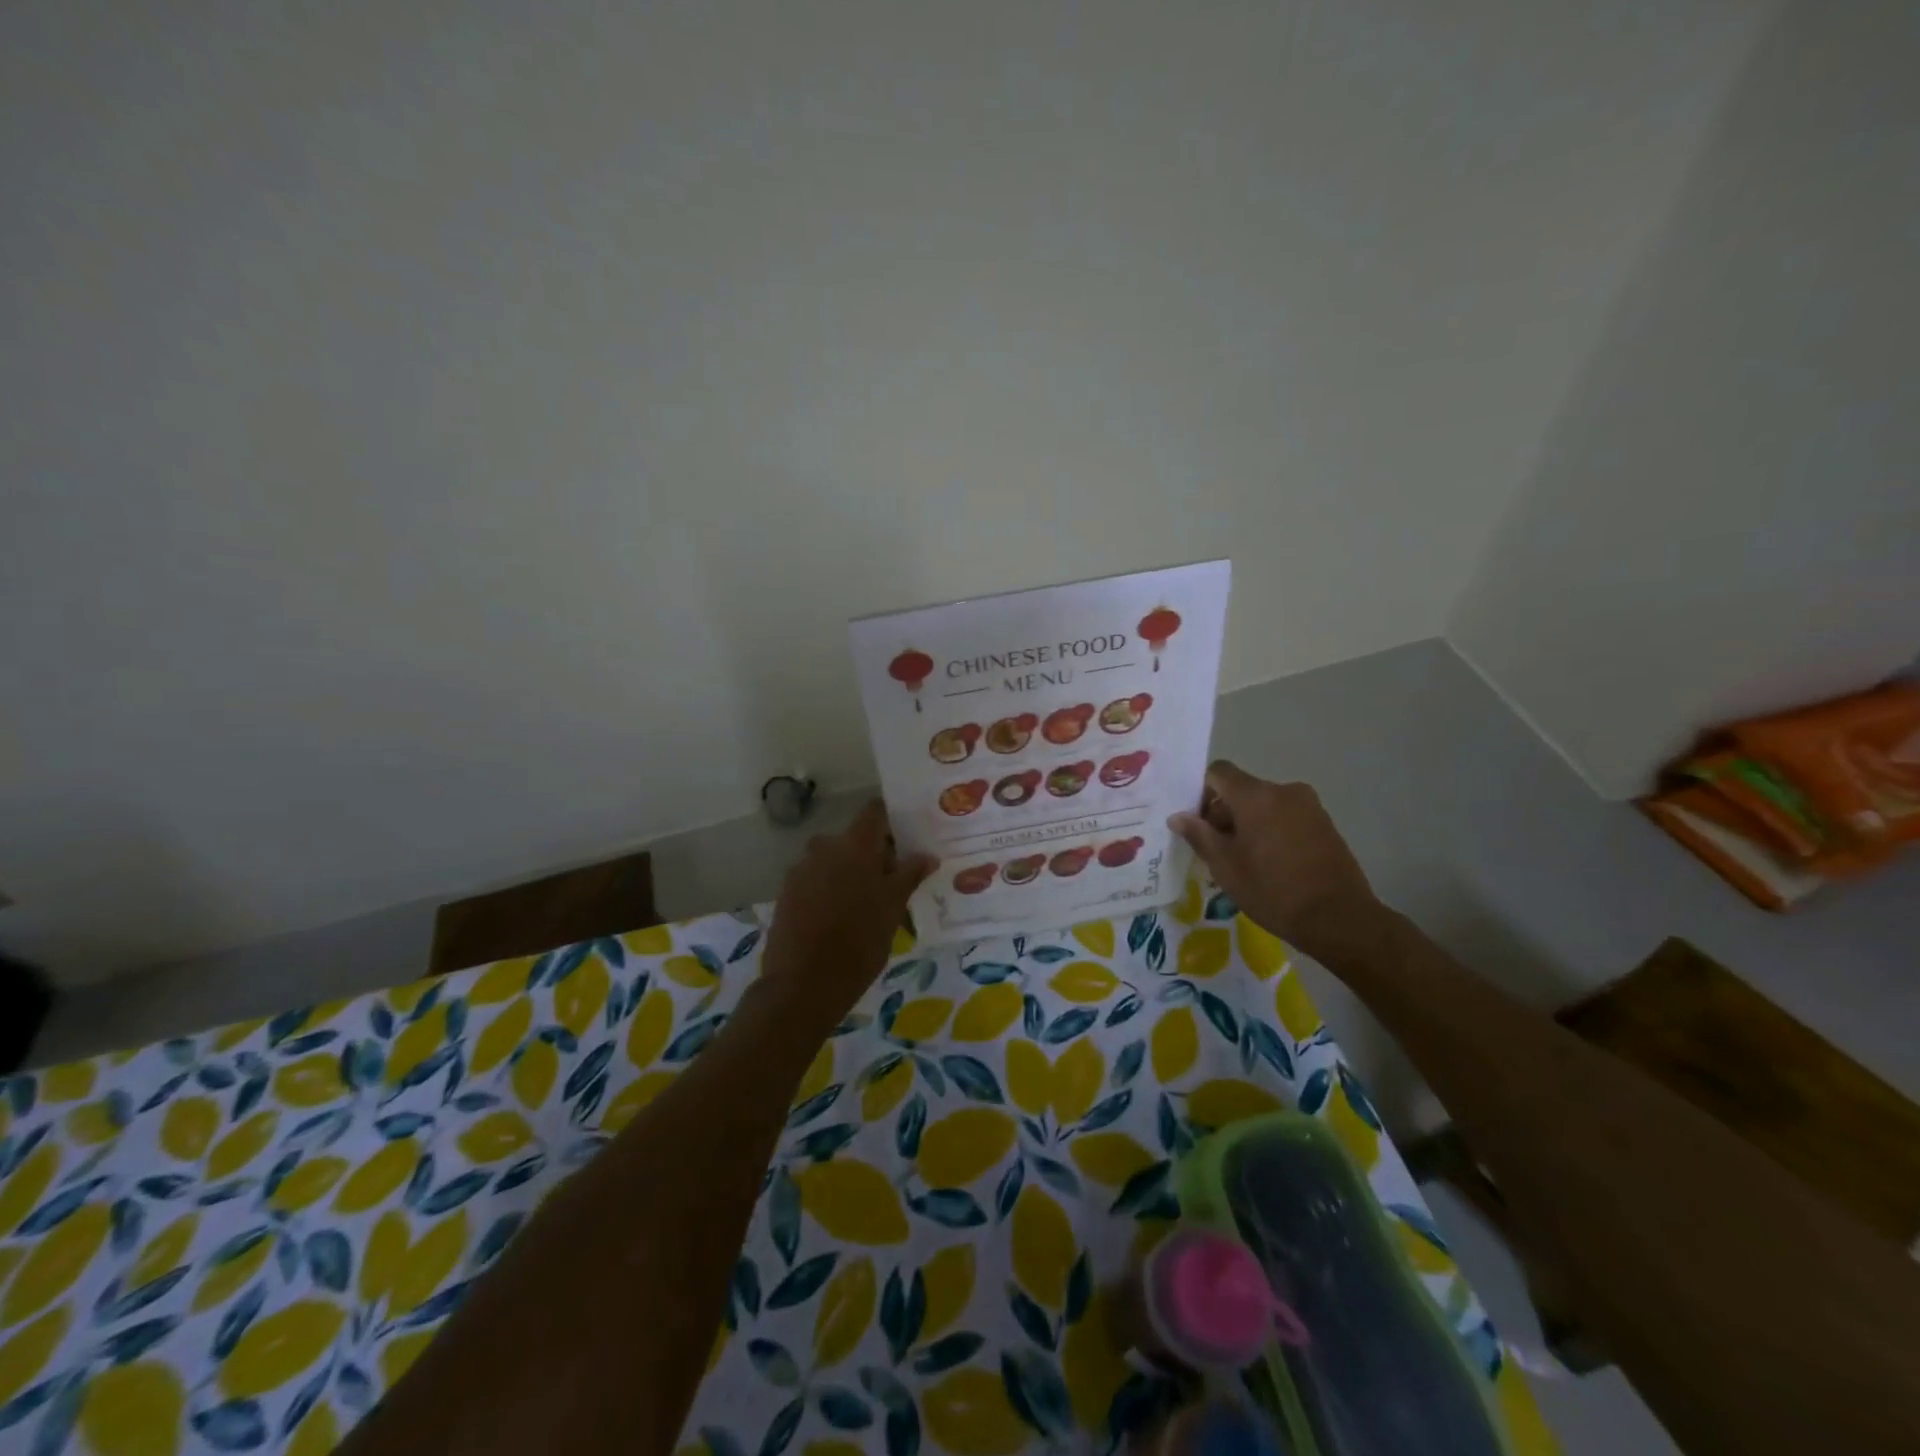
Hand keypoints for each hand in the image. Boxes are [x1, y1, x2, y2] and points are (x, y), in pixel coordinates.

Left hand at [758, 801, 936, 1033]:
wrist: (802, 984)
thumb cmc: (859, 941)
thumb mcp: (893, 908)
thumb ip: (909, 875)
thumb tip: (927, 855)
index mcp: (854, 844)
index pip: (875, 811)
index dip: (892, 819)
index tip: (908, 836)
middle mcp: (824, 846)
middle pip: (855, 838)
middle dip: (875, 854)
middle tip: (895, 881)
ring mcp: (801, 869)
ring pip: (835, 860)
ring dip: (852, 873)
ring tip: (870, 904)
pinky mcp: (787, 892)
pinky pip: (817, 880)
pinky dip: (832, 889)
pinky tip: (843, 917)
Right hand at [1170, 762, 1382, 964]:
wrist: (1339, 918)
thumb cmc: (1272, 890)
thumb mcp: (1225, 866)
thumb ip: (1199, 835)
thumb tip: (1178, 816)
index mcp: (1256, 796)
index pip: (1219, 772)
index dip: (1202, 792)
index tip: (1198, 824)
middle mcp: (1284, 791)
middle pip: (1242, 790)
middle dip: (1224, 814)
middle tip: (1216, 850)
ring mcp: (1309, 806)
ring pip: (1265, 805)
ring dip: (1249, 824)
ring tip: (1245, 861)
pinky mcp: (1325, 824)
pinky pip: (1286, 817)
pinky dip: (1272, 831)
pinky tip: (1271, 864)